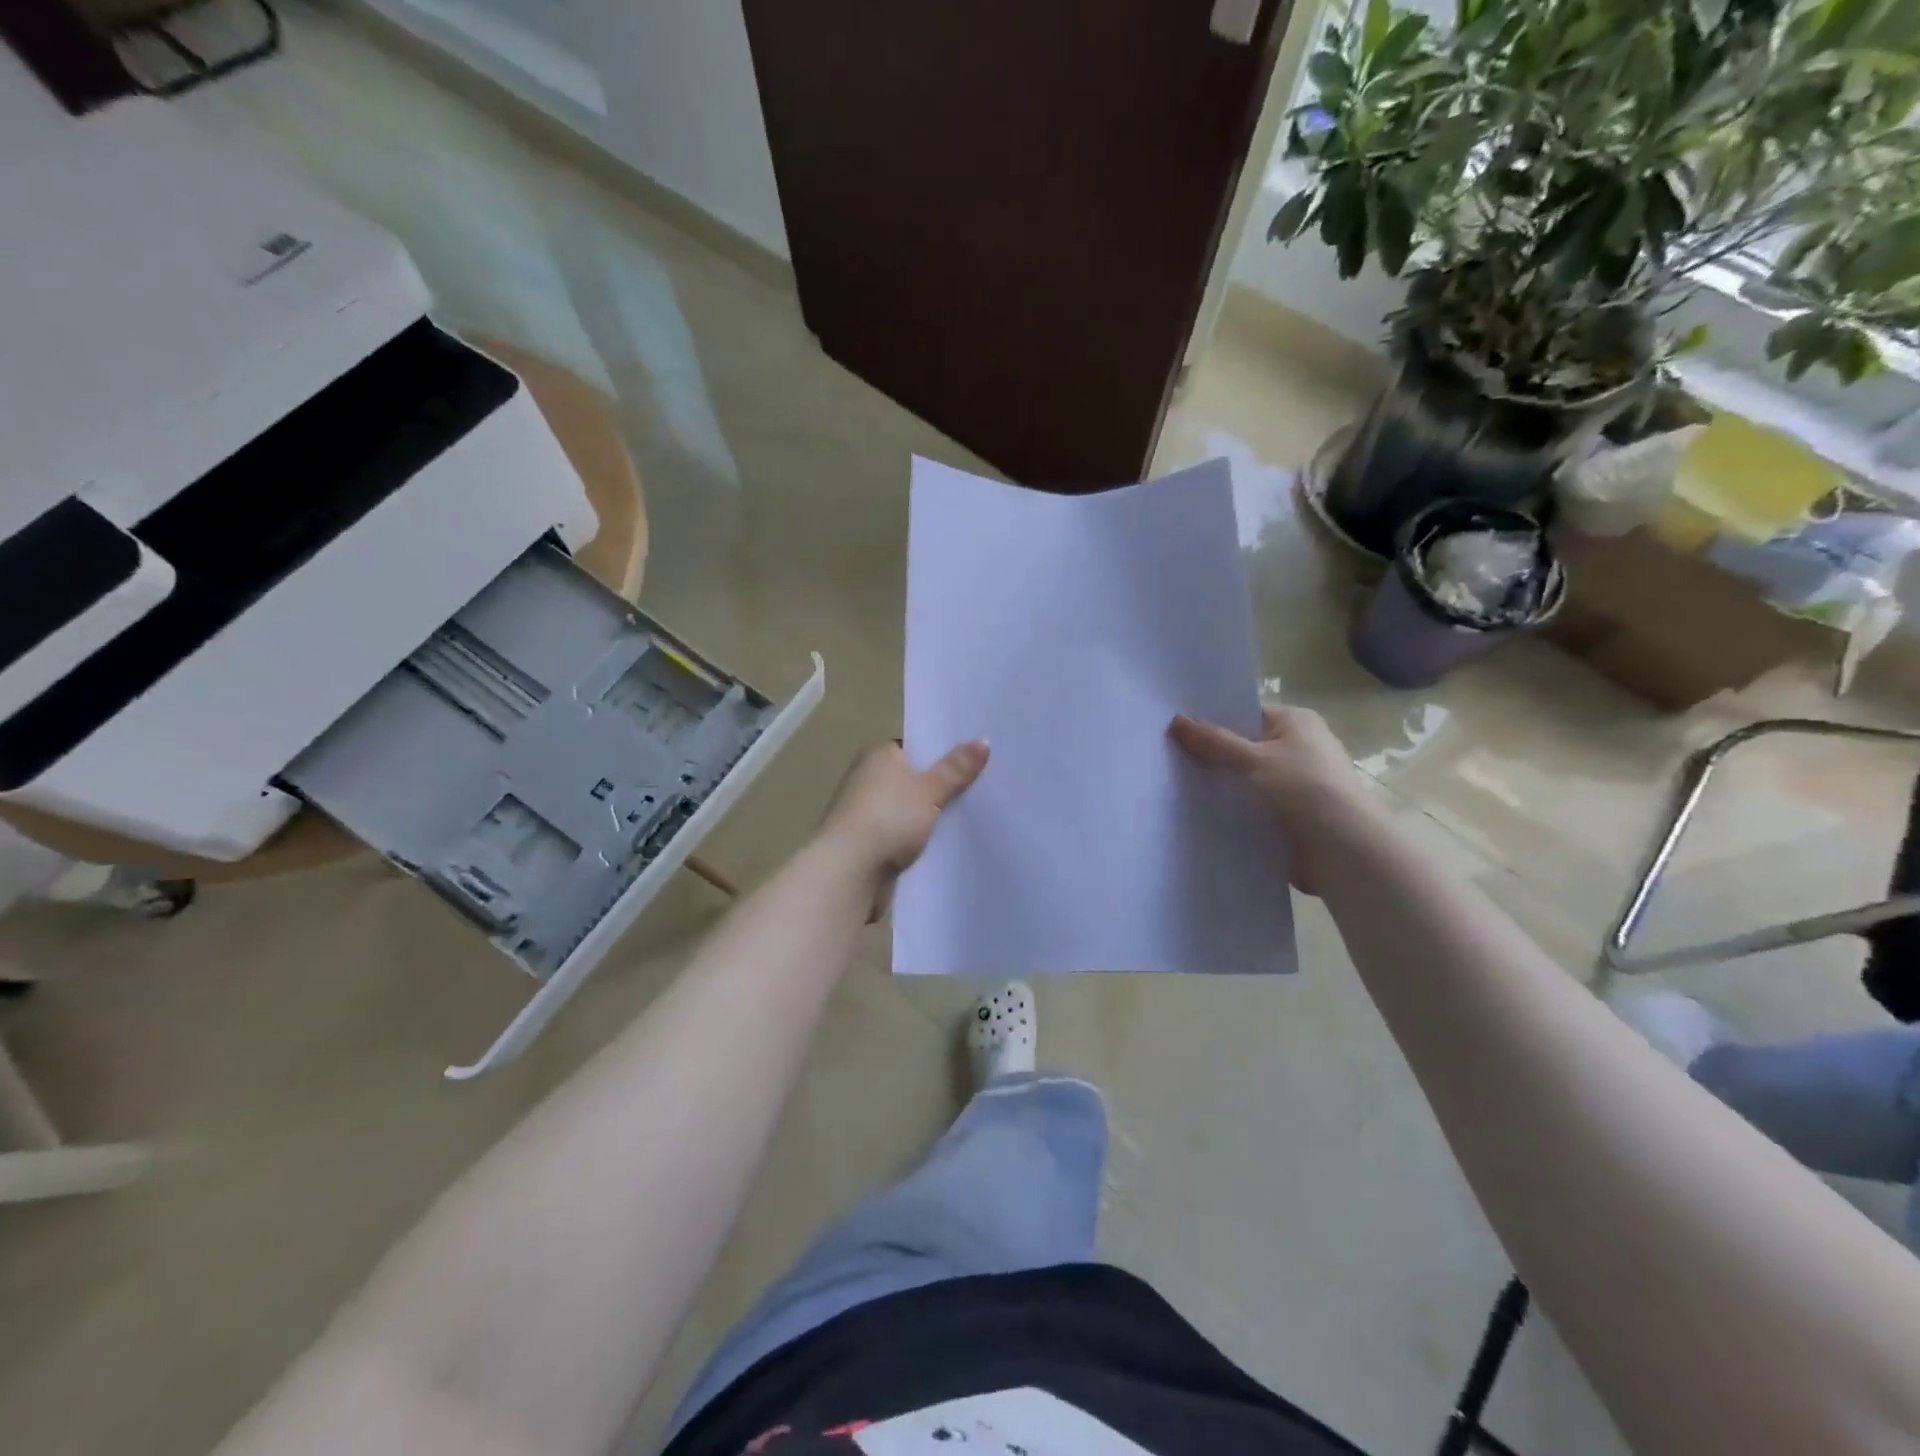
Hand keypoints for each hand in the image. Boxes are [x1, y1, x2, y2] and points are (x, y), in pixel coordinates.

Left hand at [818, 740, 989, 914]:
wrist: (848, 872)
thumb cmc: (887, 819)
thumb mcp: (929, 790)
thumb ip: (956, 768)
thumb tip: (983, 740)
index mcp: (878, 755)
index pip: (917, 747)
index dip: (945, 753)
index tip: (976, 760)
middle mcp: (869, 777)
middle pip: (915, 778)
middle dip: (943, 785)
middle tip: (985, 787)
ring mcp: (867, 811)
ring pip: (911, 808)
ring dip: (932, 815)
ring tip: (974, 815)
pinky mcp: (870, 841)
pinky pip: (904, 833)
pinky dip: (921, 837)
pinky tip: (948, 842)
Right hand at [1169, 706, 1372, 894]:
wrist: (1344, 850)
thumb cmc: (1303, 789)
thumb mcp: (1253, 759)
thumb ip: (1213, 741)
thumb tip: (1176, 720)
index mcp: (1296, 722)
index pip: (1246, 715)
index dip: (1213, 722)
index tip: (1176, 731)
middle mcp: (1299, 748)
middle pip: (1244, 747)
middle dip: (1212, 756)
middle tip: (1168, 758)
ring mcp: (1296, 784)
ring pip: (1247, 780)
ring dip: (1222, 786)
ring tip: (1175, 787)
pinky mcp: (1291, 815)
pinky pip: (1253, 806)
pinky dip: (1233, 810)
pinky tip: (1200, 814)